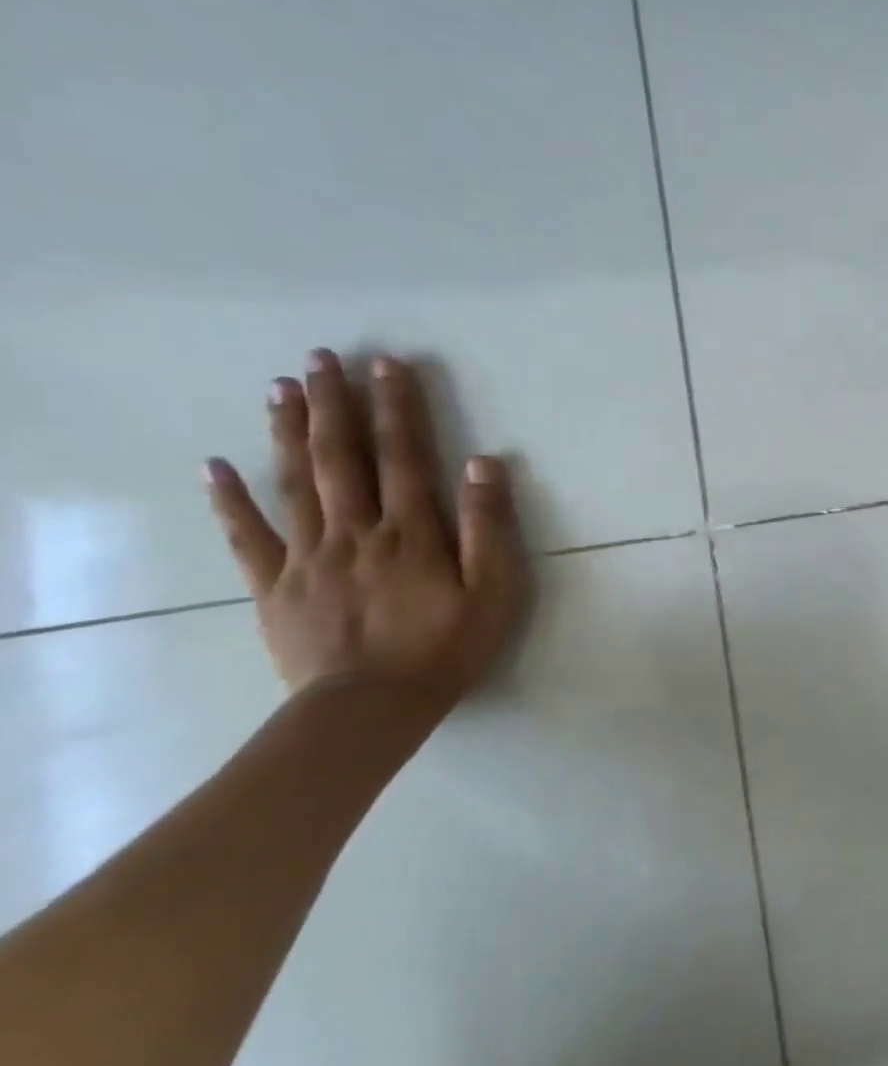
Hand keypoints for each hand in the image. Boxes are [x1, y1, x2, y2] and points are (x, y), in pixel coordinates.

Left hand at [204, 349, 528, 730]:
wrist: (370, 708)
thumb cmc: (446, 647)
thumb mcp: (493, 589)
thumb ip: (488, 526)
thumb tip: (483, 463)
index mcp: (411, 531)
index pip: (405, 455)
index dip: (399, 407)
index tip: (389, 364)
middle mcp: (356, 530)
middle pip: (342, 457)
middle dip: (335, 403)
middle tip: (323, 357)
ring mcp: (308, 555)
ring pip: (296, 482)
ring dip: (289, 431)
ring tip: (282, 387)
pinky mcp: (275, 585)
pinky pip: (248, 535)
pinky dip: (230, 498)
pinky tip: (216, 465)